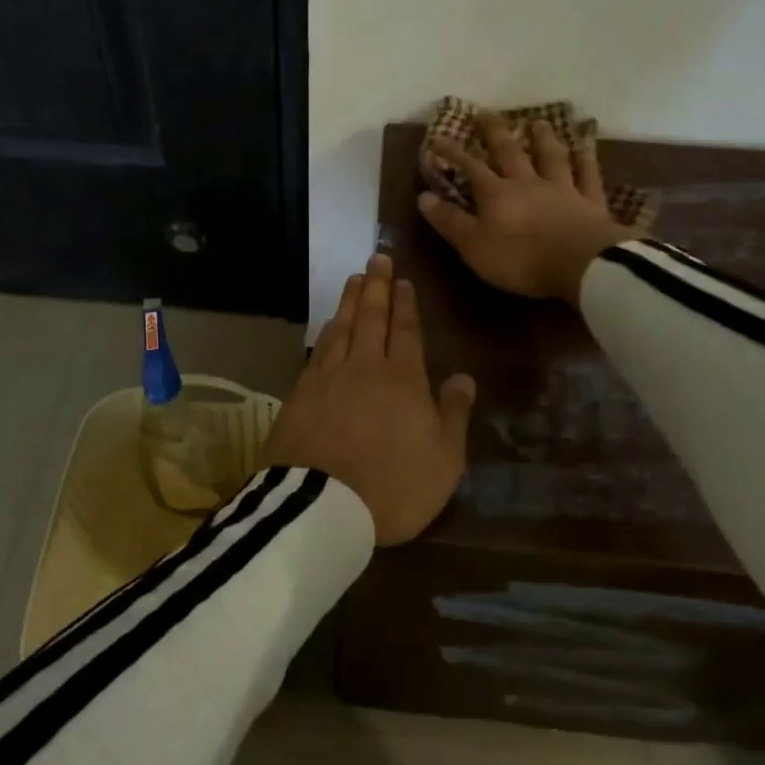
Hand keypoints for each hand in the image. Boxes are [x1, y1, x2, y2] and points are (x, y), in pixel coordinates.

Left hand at [261, 254, 475, 545]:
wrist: (320, 505)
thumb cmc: (393, 486)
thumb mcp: (443, 460)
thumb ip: (453, 414)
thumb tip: (464, 377)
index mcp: (403, 379)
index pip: (406, 331)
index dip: (405, 304)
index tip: (402, 280)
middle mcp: (365, 367)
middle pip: (371, 318)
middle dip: (376, 286)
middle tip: (376, 258)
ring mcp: (328, 378)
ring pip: (342, 327)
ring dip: (350, 301)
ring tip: (354, 279)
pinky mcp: (300, 394)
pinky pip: (318, 350)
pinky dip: (326, 332)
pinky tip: (328, 325)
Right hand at [420, 113, 625, 303]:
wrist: (582, 265)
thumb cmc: (521, 259)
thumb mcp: (474, 246)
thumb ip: (450, 221)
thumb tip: (423, 196)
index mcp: (497, 194)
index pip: (470, 167)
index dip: (452, 152)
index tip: (437, 137)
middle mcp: (528, 183)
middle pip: (510, 152)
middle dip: (495, 132)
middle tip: (486, 113)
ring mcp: (563, 189)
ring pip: (551, 157)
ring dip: (543, 138)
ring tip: (538, 122)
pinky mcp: (590, 202)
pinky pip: (588, 175)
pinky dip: (586, 160)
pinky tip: (585, 148)